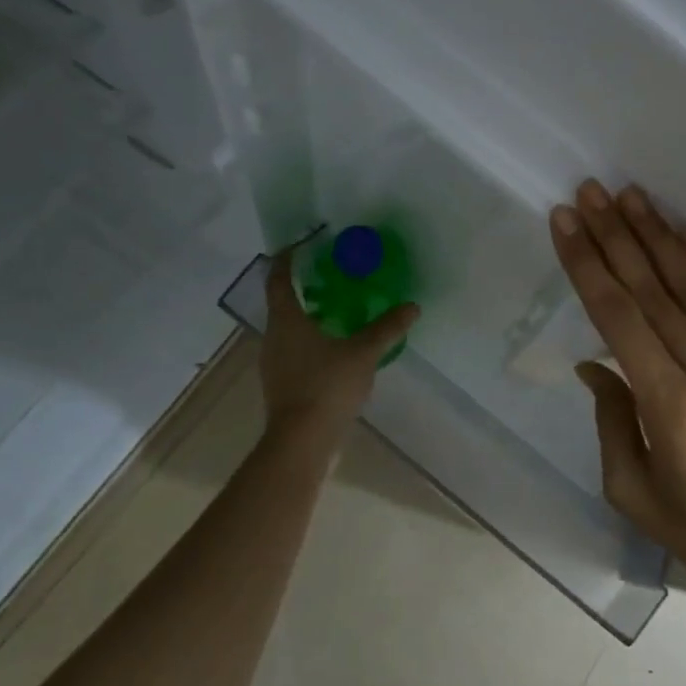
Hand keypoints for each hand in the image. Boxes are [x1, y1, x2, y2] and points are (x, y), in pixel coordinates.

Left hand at [259, 246, 418, 443]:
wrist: (301, 442)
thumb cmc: (326, 387)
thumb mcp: (363, 353)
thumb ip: (387, 328)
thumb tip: (412, 306)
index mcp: (286, 320)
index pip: (278, 278)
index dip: (287, 258)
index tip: (302, 243)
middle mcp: (273, 337)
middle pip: (282, 302)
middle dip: (303, 287)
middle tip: (331, 277)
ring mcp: (274, 363)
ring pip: (288, 328)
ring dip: (308, 316)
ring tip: (338, 311)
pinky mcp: (281, 384)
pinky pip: (294, 351)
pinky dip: (311, 341)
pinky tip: (336, 350)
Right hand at [549, 180, 685, 600]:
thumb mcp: (635, 492)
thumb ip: (611, 420)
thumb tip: (595, 365)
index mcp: (672, 408)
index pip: (619, 317)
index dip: (588, 264)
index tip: (565, 222)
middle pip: (655, 289)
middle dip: (617, 235)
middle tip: (591, 191)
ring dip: (660, 235)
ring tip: (631, 195)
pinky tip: (685, 234)